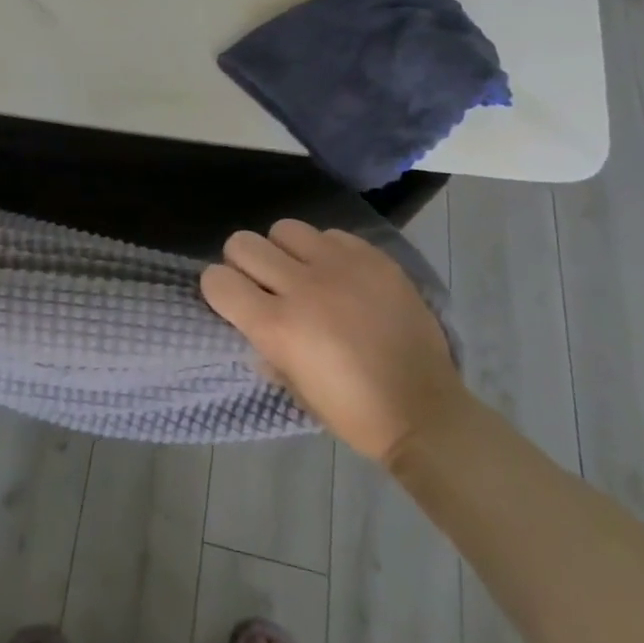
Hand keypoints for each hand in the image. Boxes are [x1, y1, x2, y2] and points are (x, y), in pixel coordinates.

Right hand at [201, 220, 461, 463]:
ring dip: (284, 251)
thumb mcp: (295, 388)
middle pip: (242, 243)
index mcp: (277, 327)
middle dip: (244, 263)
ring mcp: (341, 267)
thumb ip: (266, 347)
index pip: (217, 280)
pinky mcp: (373, 258)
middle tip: (265, 285)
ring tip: (303, 274)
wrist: (427, 412)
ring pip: (284, 229)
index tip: (233, 301)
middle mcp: (303, 287)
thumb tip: (253, 323)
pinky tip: (341, 277)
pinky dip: (326, 252)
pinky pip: (330, 235)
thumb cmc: (353, 413)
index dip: (218, 290)